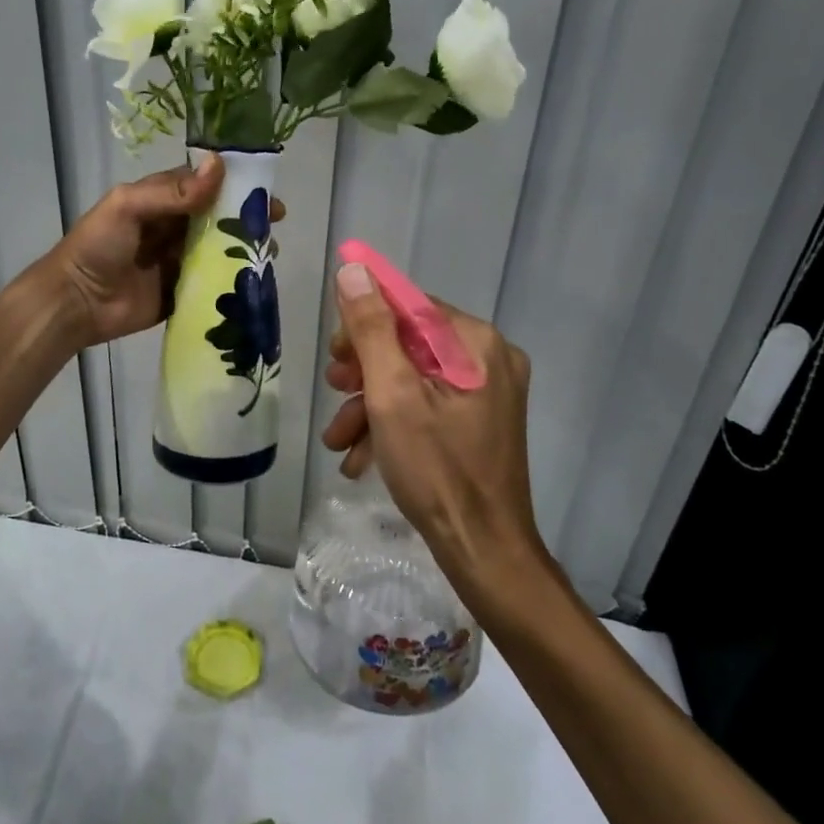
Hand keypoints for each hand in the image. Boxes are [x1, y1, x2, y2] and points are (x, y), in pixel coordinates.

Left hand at [46, 157, 283, 347]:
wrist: (76, 302)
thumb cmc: (98, 246)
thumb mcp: (129, 207)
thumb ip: (173, 191)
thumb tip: (219, 166)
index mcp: (161, 200)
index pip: (203, 185)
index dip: (233, 184)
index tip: (263, 190)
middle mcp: (173, 227)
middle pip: (217, 217)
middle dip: (246, 217)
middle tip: (275, 222)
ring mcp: (179, 261)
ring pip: (219, 248)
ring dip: (244, 247)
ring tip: (268, 251)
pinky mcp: (183, 291)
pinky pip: (213, 281)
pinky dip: (233, 279)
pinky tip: (255, 278)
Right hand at [320, 262, 545, 590]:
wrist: (484, 553)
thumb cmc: (437, 470)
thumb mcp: (393, 394)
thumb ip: (372, 329)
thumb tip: (353, 270)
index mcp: (475, 343)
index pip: (410, 305)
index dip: (365, 319)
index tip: (334, 350)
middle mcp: (489, 359)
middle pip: (410, 341)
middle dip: (364, 368)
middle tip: (334, 388)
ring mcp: (487, 393)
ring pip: (413, 377)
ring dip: (370, 403)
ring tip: (337, 438)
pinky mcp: (479, 422)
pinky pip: (428, 405)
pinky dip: (393, 423)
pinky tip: (359, 457)